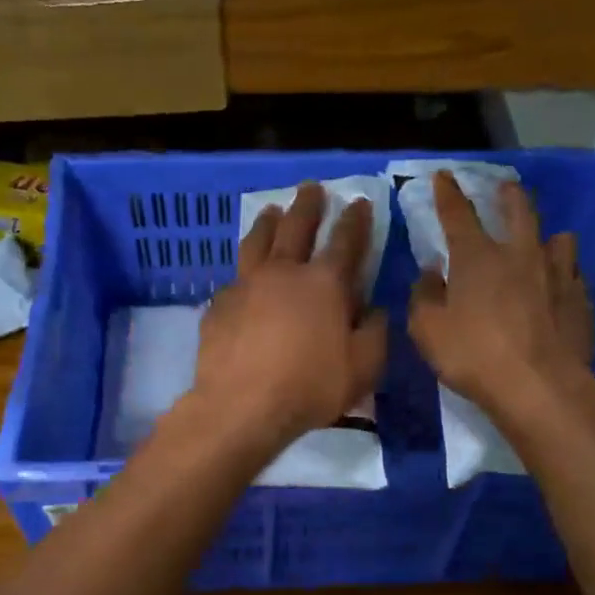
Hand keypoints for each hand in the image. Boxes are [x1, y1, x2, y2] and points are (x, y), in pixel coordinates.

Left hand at [192, 182, 387, 449]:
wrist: (241, 405)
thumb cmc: (309, 387)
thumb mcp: (362, 368)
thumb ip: (375, 334)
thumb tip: (374, 310)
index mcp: (325, 283)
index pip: (346, 241)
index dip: (355, 220)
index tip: (359, 202)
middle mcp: (284, 272)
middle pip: (296, 227)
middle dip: (308, 205)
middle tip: (311, 188)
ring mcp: (246, 284)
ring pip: (257, 241)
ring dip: (268, 222)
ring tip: (271, 211)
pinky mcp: (219, 304)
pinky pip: (234, 277)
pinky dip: (243, 269)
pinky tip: (242, 275)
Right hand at [408, 171, 594, 419]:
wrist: (540, 387)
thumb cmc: (474, 356)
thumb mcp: (428, 331)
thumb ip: (424, 297)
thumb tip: (430, 275)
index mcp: (477, 258)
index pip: (458, 215)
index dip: (448, 194)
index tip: (444, 177)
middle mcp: (520, 255)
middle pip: (519, 210)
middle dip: (509, 195)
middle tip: (505, 189)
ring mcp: (557, 275)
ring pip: (559, 239)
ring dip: (548, 236)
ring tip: (545, 242)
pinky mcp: (582, 300)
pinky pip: (574, 275)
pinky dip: (564, 274)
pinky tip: (561, 287)